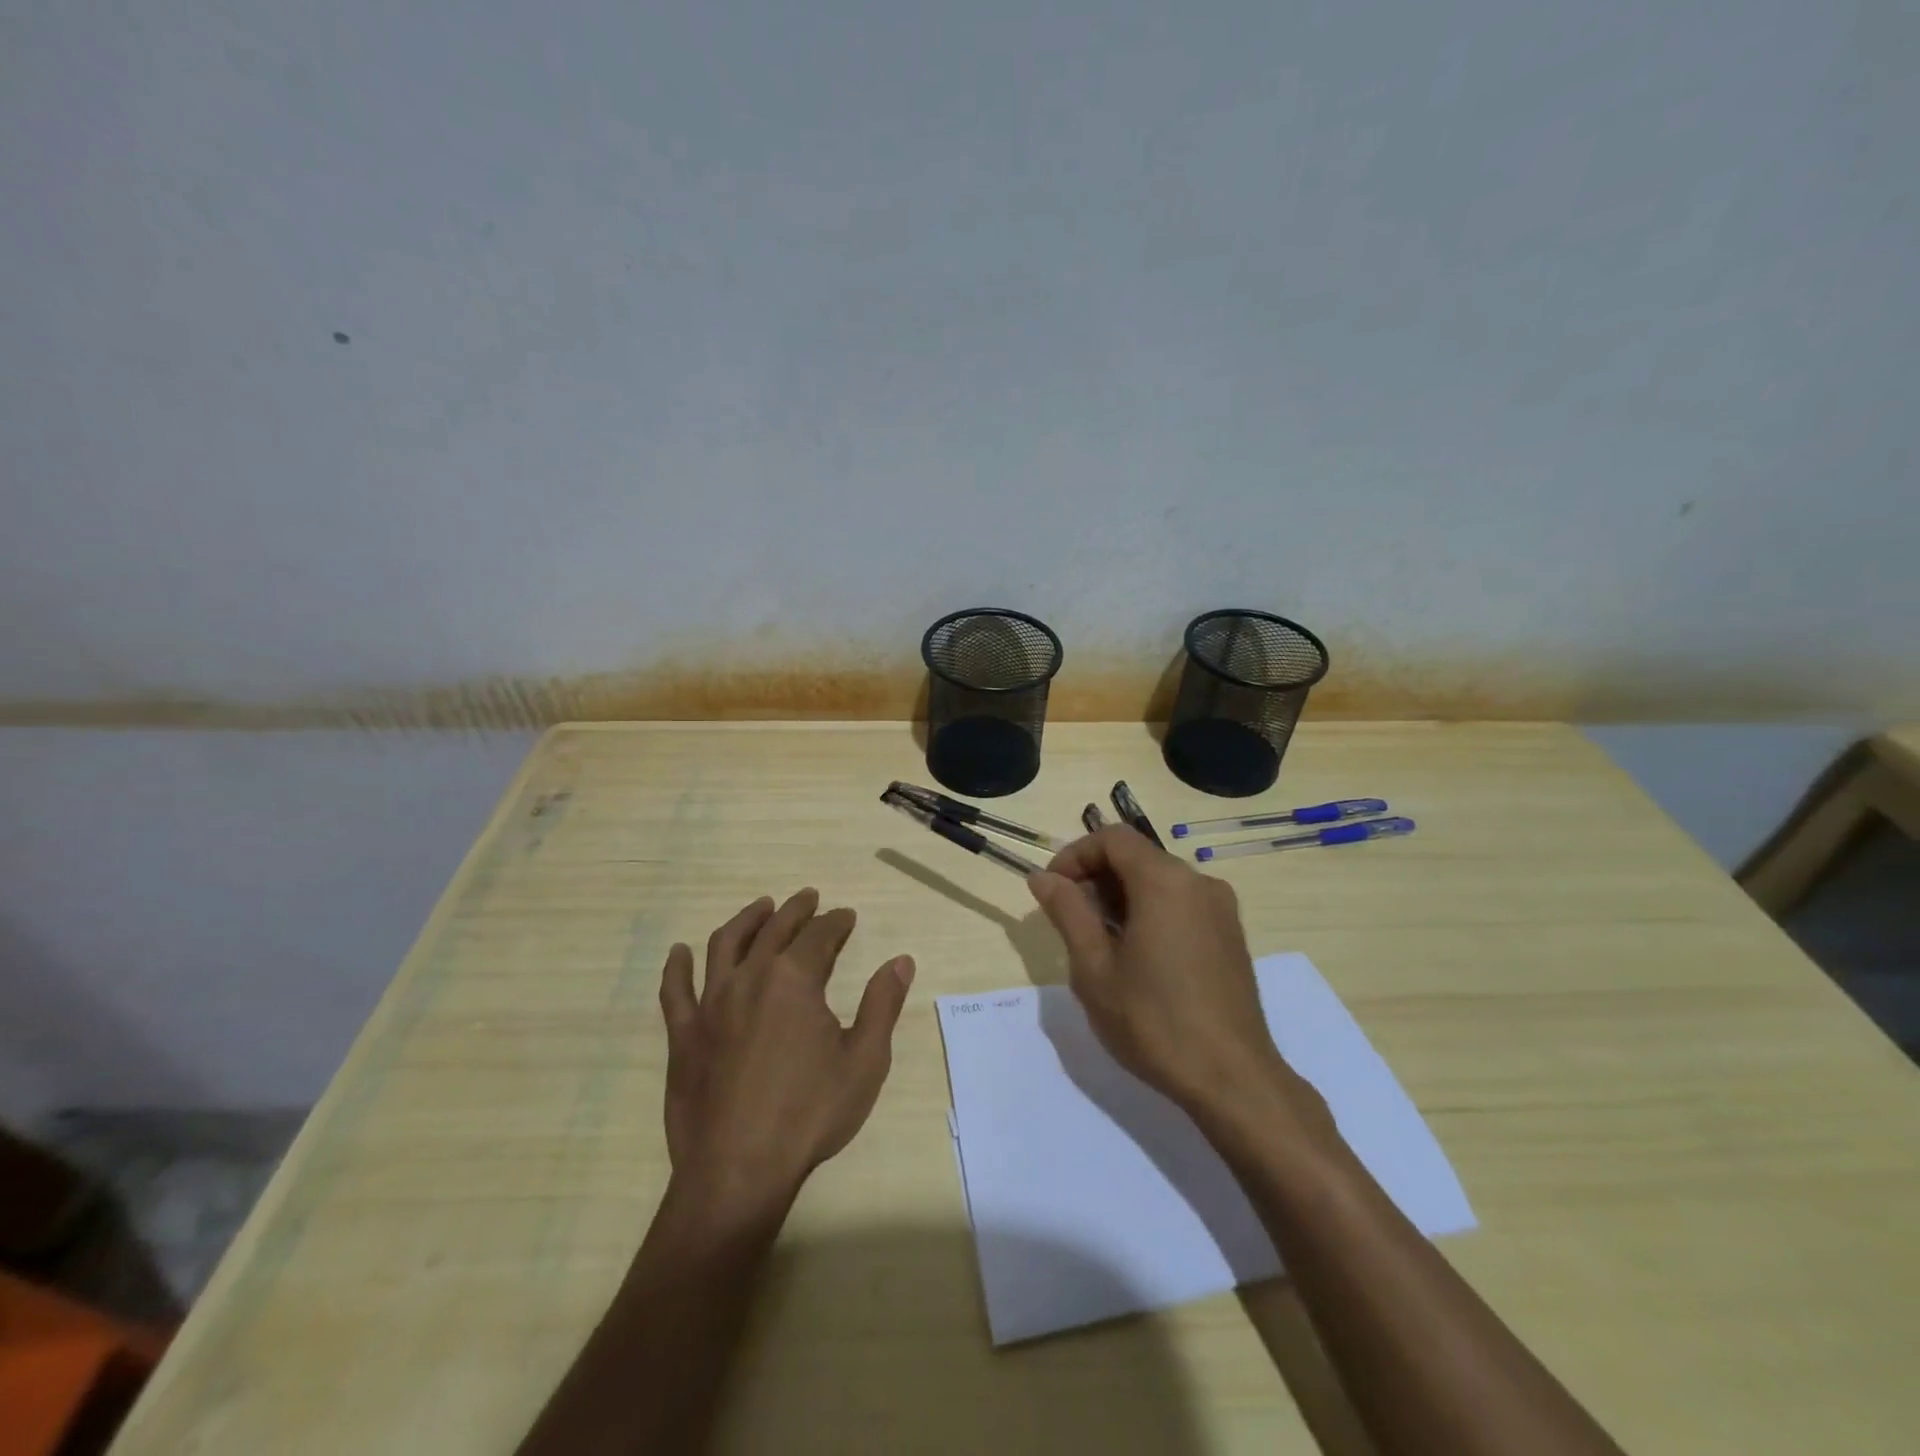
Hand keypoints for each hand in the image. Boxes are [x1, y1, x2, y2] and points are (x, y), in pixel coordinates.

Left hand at [658, 889, 913, 1214]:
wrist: (738, 1170)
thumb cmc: (809, 1114)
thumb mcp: (864, 1061)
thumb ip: (883, 1005)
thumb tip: (901, 961)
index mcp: (794, 980)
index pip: (820, 935)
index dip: (836, 922)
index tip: (846, 915)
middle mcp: (750, 978)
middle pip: (774, 930)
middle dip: (796, 910)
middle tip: (809, 898)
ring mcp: (710, 1004)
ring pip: (725, 945)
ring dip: (746, 920)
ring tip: (761, 907)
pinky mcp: (683, 1034)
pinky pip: (675, 990)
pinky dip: (677, 967)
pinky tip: (678, 952)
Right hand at [1027, 826, 1331, 1137]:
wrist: (1232, 1079)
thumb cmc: (1153, 1021)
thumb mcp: (1094, 967)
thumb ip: (1067, 912)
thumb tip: (1043, 877)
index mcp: (1165, 881)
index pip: (1112, 838)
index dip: (1075, 855)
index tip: (1053, 890)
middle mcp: (1199, 882)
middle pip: (1137, 856)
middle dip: (1096, 877)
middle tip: (1071, 921)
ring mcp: (1221, 909)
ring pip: (1159, 881)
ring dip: (1121, 897)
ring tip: (1099, 943)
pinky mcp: (1230, 935)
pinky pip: (1181, 903)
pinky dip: (1150, 911)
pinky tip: (1137, 957)